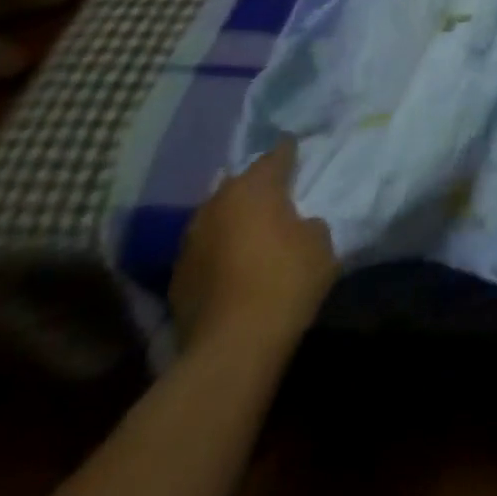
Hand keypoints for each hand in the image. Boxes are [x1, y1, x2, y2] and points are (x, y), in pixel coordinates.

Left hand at [169, 142, 336, 352]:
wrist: (232, 347)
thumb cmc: (286, 279)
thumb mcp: (319, 240)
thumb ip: (307, 221)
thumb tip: (296, 224)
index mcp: (254, 188)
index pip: (276, 155)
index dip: (290, 151)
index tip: (298, 148)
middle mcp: (216, 205)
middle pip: (239, 183)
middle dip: (256, 184)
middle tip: (276, 189)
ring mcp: (190, 242)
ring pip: (217, 215)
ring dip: (233, 217)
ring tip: (253, 224)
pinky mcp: (176, 278)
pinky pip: (205, 248)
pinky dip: (220, 247)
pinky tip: (234, 258)